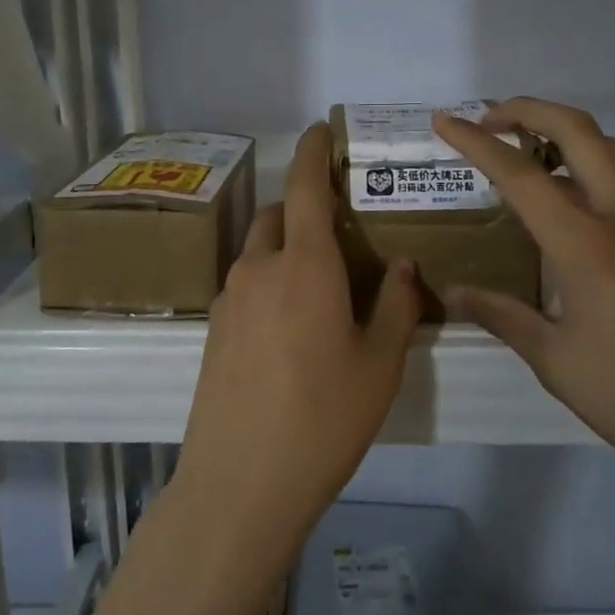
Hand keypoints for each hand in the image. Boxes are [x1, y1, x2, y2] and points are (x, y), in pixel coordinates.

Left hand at [175, 123, 421, 556]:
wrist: (240, 484)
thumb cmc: (323, 420)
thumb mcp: (379, 366)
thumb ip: (396, 307)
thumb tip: (400, 266)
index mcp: (304, 266)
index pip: (303, 187)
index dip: (312, 152)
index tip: (320, 129)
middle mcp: (259, 270)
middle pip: (276, 216)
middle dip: (302, 209)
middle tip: (338, 234)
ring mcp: (229, 301)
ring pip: (258, 252)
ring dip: (285, 249)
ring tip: (320, 288)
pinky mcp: (213, 331)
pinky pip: (245, 286)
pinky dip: (269, 282)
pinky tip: (291, 329)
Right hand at [434, 98, 614, 485]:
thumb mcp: (557, 361)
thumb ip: (504, 316)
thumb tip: (455, 292)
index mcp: (587, 246)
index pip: (521, 176)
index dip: (476, 143)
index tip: (443, 122)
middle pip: (578, 132)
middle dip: (528, 110)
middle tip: (486, 120)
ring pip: (612, 147)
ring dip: (566, 130)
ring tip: (528, 148)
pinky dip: (591, 162)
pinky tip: (568, 200)